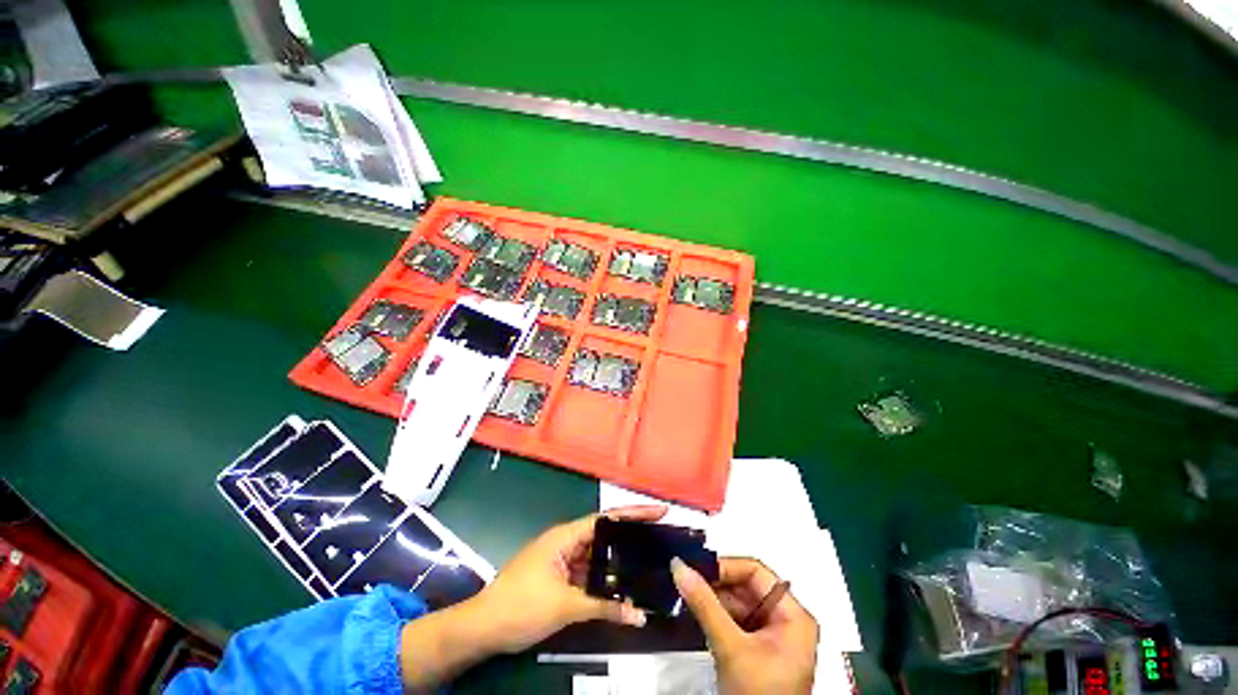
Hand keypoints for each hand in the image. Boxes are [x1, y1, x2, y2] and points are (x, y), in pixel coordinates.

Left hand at [469, 505, 665, 653]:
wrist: (483, 629)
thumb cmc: (521, 607)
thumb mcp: (565, 607)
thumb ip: (604, 607)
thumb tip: (639, 615)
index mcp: (566, 536)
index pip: (606, 518)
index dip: (633, 513)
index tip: (658, 511)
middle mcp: (565, 542)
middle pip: (604, 534)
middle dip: (630, 535)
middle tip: (659, 537)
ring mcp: (561, 560)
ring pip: (597, 556)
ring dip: (617, 561)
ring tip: (647, 561)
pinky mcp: (559, 577)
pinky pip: (588, 573)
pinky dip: (604, 579)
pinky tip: (621, 586)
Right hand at [672, 557, 818, 694]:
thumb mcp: (731, 647)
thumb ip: (704, 604)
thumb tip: (679, 566)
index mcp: (793, 615)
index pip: (756, 572)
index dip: (725, 567)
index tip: (696, 568)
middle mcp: (785, 620)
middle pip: (745, 586)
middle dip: (715, 585)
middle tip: (687, 580)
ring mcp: (771, 636)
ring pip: (737, 603)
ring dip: (712, 600)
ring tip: (687, 595)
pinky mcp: (757, 649)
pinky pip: (734, 620)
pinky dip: (715, 616)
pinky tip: (697, 614)